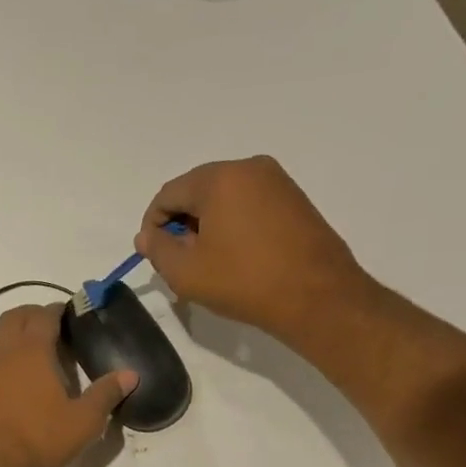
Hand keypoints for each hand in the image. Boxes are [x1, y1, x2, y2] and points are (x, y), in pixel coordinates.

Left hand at [0, 305, 136, 466]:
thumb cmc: (40, 443)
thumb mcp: (84, 422)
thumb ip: (106, 394)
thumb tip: (130, 374)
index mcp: (30, 352)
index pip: (42, 315)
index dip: (56, 310)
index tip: (66, 313)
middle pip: (11, 318)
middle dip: (30, 316)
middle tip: (46, 327)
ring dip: (6, 338)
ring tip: (23, 353)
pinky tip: (0, 387)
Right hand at [135, 156, 377, 340]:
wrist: (318, 298)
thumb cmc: (244, 281)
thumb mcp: (185, 272)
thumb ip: (156, 249)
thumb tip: (147, 236)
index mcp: (219, 178)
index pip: (168, 194)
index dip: (153, 226)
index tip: (154, 256)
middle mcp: (249, 168)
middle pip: (196, 192)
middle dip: (181, 225)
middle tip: (179, 262)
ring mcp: (277, 181)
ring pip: (223, 198)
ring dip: (206, 226)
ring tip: (207, 263)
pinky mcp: (295, 199)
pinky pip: (248, 205)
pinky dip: (232, 225)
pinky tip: (235, 257)